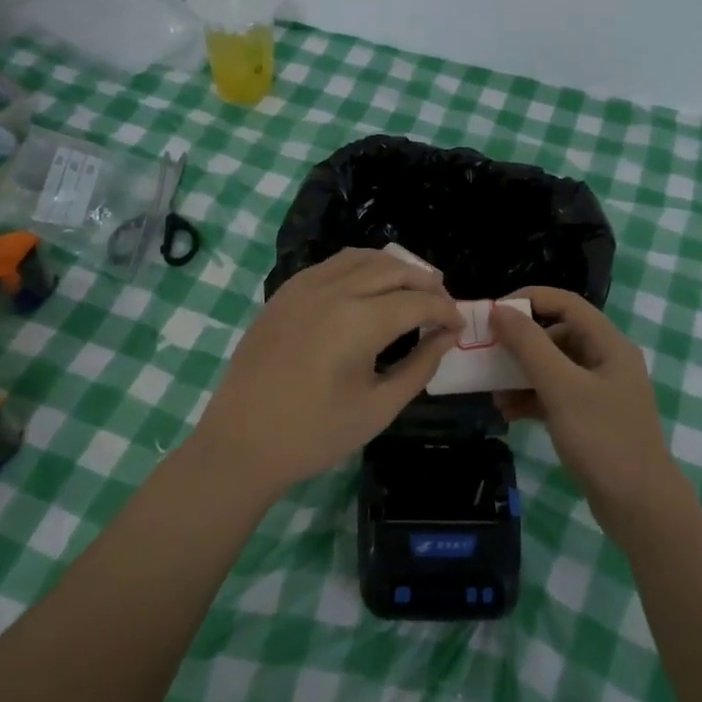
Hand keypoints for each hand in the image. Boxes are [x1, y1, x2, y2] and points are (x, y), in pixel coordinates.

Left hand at [187, 249, 460, 496]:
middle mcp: (332, 290)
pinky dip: (360, 268)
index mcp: (358, 320)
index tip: (459, 326)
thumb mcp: (378, 407)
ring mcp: (303, 287)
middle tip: (442, 305)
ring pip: (361, 258)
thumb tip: (446, 337)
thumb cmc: (314, 434)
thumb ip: (419, 366)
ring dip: (393, 268)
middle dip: (426, 283)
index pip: (417, 301)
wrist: (241, 443)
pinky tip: (368, 289)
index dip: (445, 310)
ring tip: (412, 288)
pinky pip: (331, 265)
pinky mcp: (284, 293)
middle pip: (393, 269)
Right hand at [492, 288, 681, 534]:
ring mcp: (599, 390)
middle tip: (487, 356)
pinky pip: (555, 394)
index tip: (491, 313)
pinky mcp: (590, 417)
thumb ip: (530, 346)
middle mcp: (606, 360)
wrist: (640, 507)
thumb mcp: (562, 388)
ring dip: (521, 375)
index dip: (527, 300)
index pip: (565, 303)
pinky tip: (510, 414)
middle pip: (556, 334)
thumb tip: (499, 310)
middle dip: (520, 345)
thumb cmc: (603, 440)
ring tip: (495, 394)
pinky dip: (532, 398)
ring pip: (552, 366)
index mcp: (608, 344)